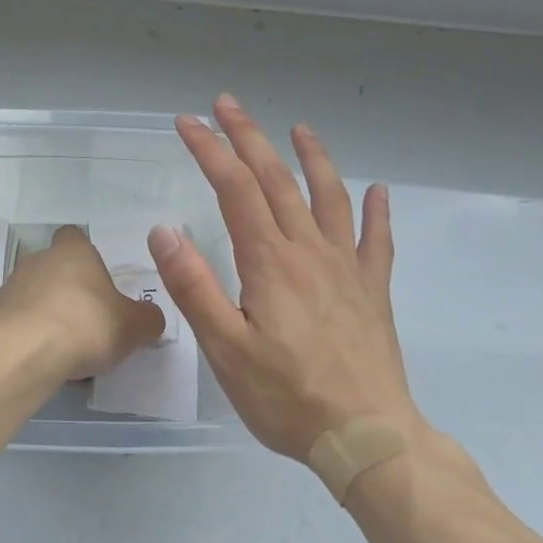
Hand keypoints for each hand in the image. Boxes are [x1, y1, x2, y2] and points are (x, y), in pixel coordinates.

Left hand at [0, 225, 164, 381]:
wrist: (28, 352)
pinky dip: (30, 332)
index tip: (97, 280)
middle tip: (87, 318)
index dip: (86, 255)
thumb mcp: (134, 325)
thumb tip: (150, 317)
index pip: (75, 236)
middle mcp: (38, 259)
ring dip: (46, 310)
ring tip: (65, 344)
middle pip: (54, 266)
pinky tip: (44, 356)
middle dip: (67, 288)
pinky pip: (18, 318)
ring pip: (34, 292)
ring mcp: (12, 285)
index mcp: (73, 251)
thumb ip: (147, 318)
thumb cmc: (87, 325)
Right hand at [148, 94, 422, 460]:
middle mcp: (309, 251)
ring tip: (299, 128)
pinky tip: (378, 191)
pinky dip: (376, 211)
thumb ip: (194, 287)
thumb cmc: (287, 397)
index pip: (234, 188)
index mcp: (270, 261)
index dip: (210, 150)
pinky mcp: (372, 290)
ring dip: (312, 157)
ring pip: (329, 196)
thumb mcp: (226, 349)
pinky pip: (376, 240)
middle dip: (249, 136)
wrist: (368, 438)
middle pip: (277, 179)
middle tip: (227, 104)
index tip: (187, 122)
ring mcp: (346, 268)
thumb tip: (164, 229)